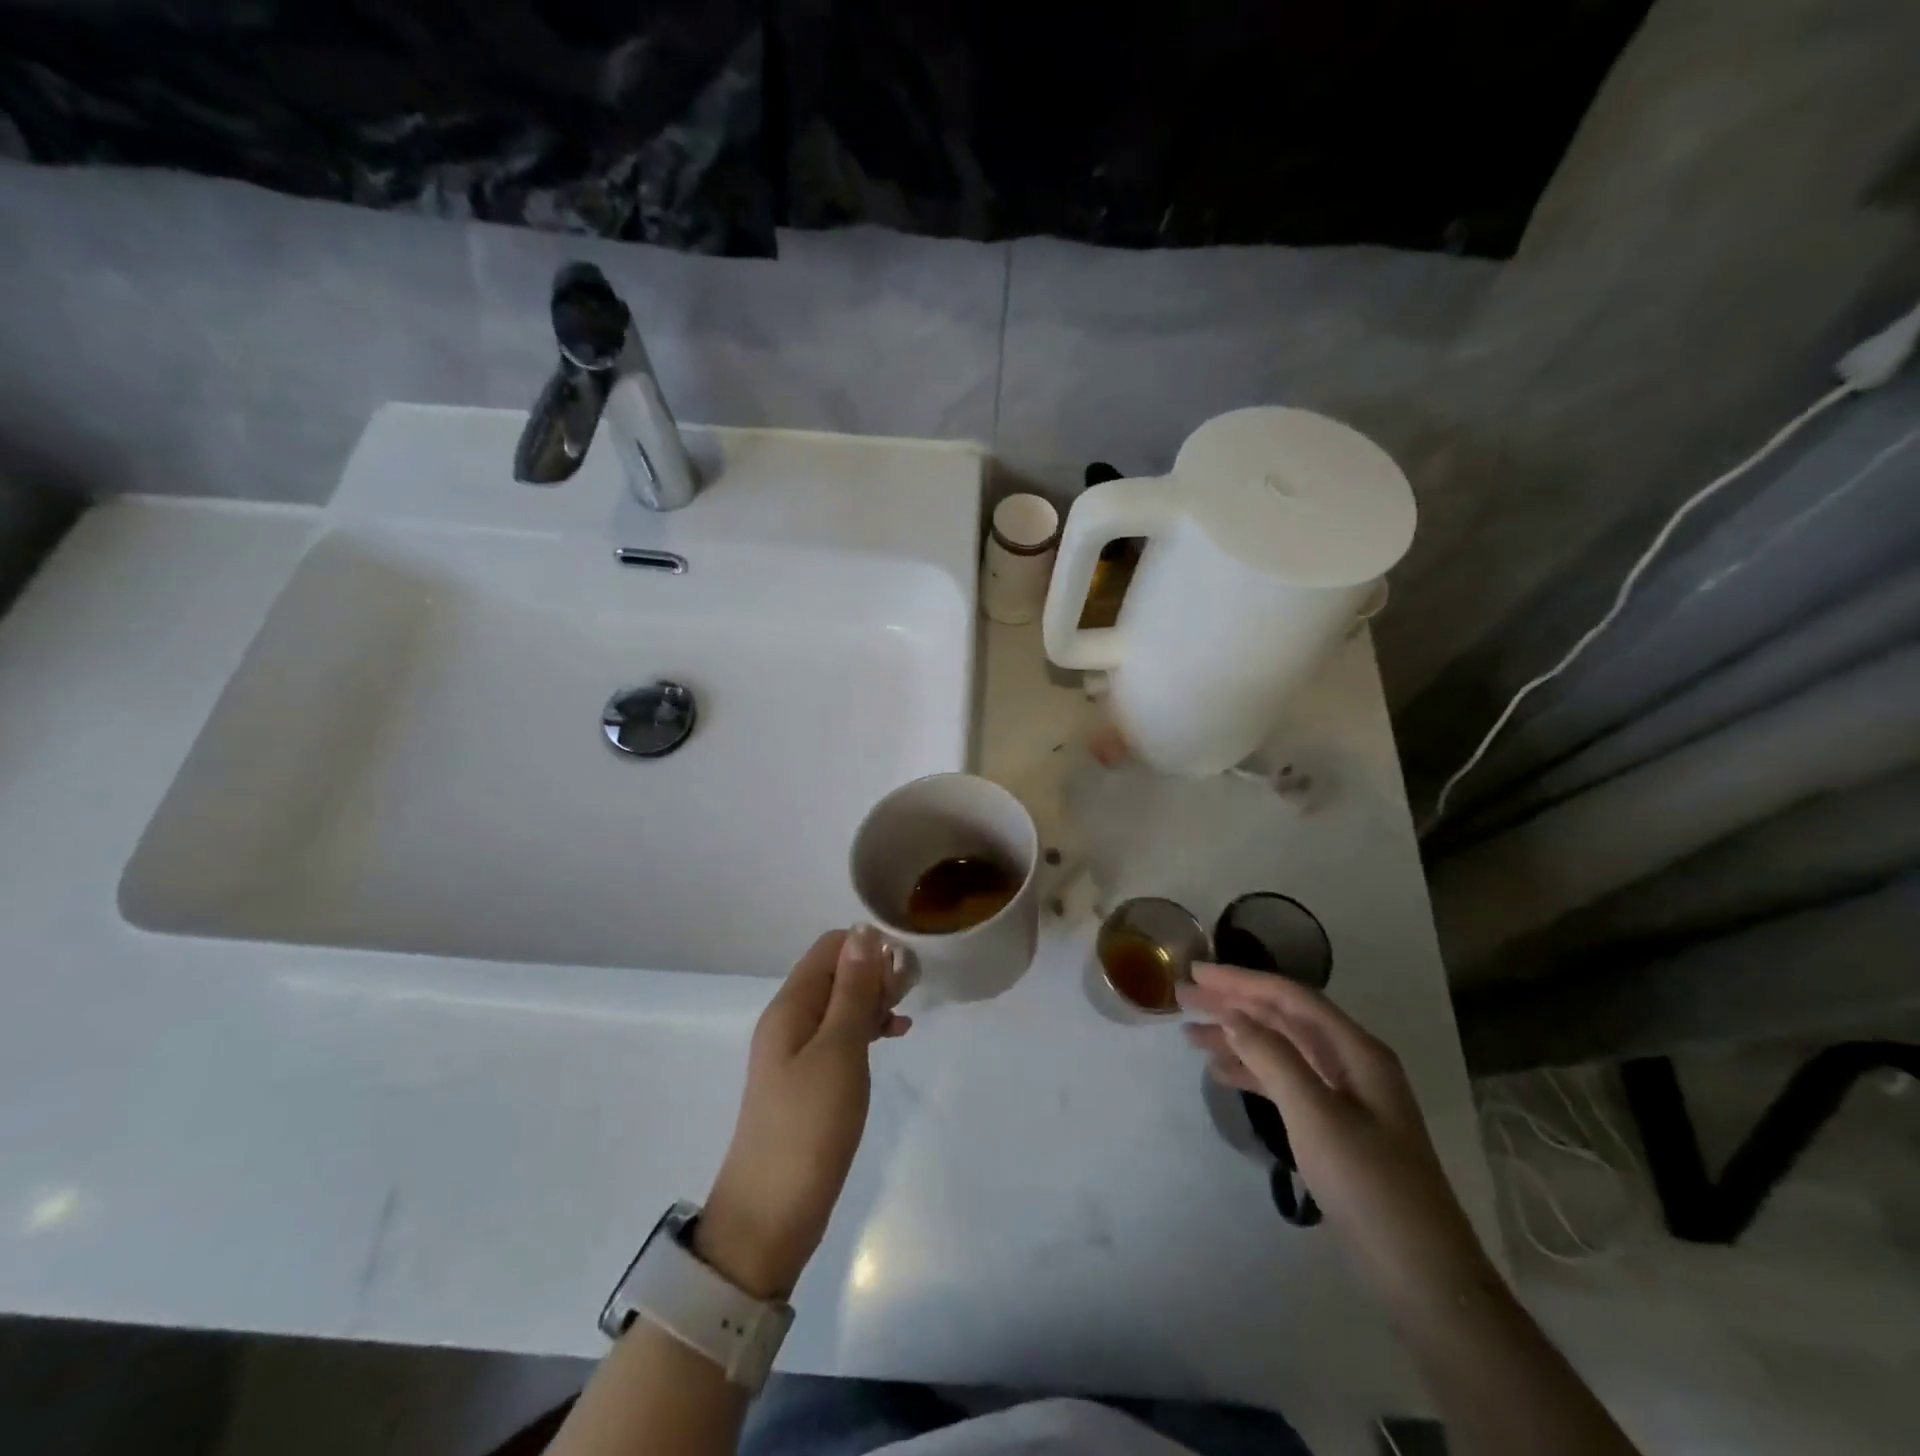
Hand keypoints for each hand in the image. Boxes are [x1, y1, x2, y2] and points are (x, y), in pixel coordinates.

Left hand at [696, 926, 909, 1300]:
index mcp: (791, 1005)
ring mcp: (796, 1051)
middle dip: (874, 974)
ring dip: (873, 1001)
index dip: (869, 948)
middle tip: (909, 998)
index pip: (831, 947)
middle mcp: (789, 1019)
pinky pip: (839, 1035)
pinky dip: (866, 1030)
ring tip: (905, 1018)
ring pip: (840, 1004)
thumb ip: (852, 990)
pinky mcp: (807, 1080)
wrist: (770, 1217)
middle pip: (835, 973)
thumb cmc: (809, 1126)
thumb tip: (863, 931)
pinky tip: (893, 1039)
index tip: (905, 971)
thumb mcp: (839, 1051)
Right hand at [1181, 964, 1497, 1317]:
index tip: (1196, 971)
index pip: (1290, 998)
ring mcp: (1344, 1096)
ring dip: (1237, 1038)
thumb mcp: (1316, 1115)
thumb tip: (1232, 1014)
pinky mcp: (1335, 1126)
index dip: (1241, 981)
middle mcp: (1351, 1063)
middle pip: (1284, 1018)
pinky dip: (1252, 1072)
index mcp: (1356, 1051)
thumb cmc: (1369, 1185)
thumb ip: (1273, 1058)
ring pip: (1281, 1049)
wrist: (1421, 1274)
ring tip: (1191, 1035)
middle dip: (1234, 1004)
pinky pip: (1284, 1081)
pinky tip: (1221, 1074)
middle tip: (1184, 996)